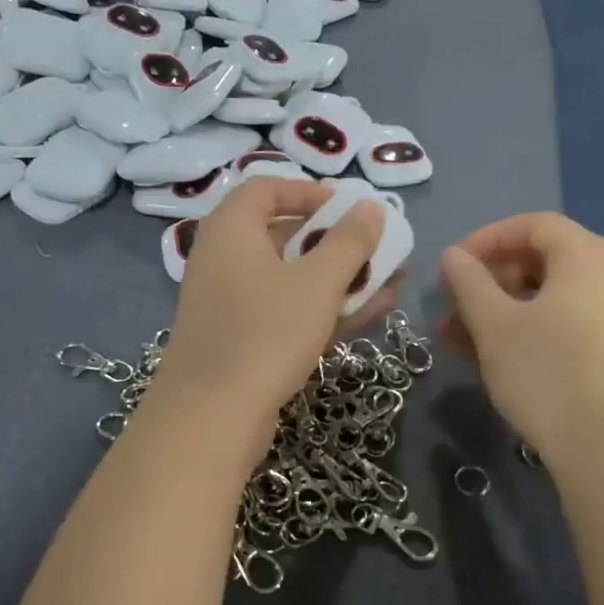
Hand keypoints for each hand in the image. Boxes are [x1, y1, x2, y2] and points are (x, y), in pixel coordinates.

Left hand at [156, 177, 388, 448]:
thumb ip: (349, 241)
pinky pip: (287, 312)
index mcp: (232, 229)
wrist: (212, 416)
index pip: (269, 188)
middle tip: (378, 250)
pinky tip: (372, 313)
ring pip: (292, 279)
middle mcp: (225, 259)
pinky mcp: (242, 340)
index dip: (312, 193)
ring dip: (340, 280)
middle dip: (338, 243)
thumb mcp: (317, 282)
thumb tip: (371, 206)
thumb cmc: (266, 333)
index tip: (351, 209)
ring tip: (391, 282)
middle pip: (285, 235)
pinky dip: (324, 309)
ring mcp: (232, 303)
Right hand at [439, 213, 603, 457]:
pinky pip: (568, 327)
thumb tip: (453, 256)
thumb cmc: (546, 373)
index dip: (486, 239)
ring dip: (502, 313)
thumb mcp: (494, 325)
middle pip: (543, 262)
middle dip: (490, 282)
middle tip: (453, 309)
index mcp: (588, 257)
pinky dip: (530, 333)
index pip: (532, 225)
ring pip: (551, 300)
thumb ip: (469, 282)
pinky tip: (497, 361)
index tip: (451, 268)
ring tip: (460, 342)